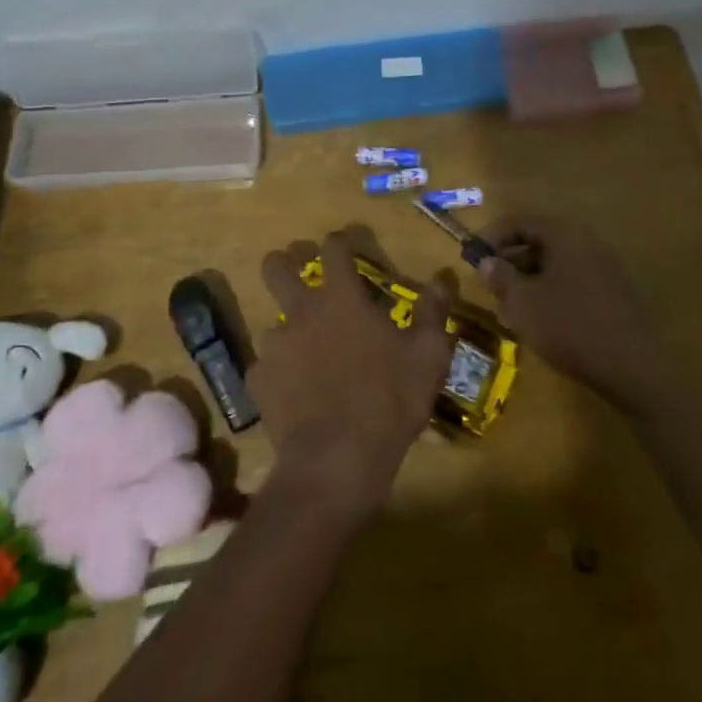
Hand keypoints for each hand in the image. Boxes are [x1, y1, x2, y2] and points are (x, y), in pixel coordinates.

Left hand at [255, 232, 452, 519]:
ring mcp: (275, 345)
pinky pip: (267, 366)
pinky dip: (281, 373)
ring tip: (306, 353)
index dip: (339, 241)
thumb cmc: (389, 400)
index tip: (344, 245)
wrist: (336, 460)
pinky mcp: (258, 380)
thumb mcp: (427, 355)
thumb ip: (433, 311)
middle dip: (283, 262)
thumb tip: (443, 277)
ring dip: (288, 330)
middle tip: (297, 272)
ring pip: (272, 321)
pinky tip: (295, 392)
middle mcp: (302, 311)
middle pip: (276, 267)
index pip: (333, 249)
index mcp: (342, 298)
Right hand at [479, 216, 670, 414]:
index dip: (491, 236)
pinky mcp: (612, 293)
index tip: (471, 257)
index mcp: (564, 235)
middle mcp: (586, 242)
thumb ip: (500, 277)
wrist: (633, 367)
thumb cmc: (569, 326)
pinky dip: (549, 292)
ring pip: (554, 264)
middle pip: (538, 242)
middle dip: (509, 261)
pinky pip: (571, 281)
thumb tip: (487, 261)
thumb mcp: (523, 302)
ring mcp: (603, 268)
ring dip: (527, 280)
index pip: (519, 222)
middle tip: (489, 284)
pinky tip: (539, 321)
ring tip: (509, 308)